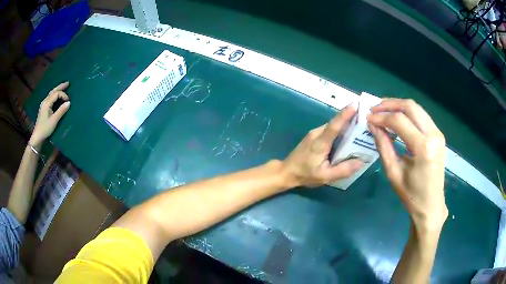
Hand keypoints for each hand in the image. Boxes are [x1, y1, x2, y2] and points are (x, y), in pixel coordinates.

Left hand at [30, 82, 70, 147]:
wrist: (37, 137)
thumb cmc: (45, 128)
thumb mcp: (54, 120)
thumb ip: (61, 111)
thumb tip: (69, 102)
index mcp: (47, 103)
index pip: (56, 94)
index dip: (63, 95)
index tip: (68, 101)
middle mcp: (45, 101)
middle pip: (53, 91)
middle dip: (60, 87)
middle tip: (68, 83)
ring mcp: (43, 104)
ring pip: (51, 94)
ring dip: (57, 90)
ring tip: (63, 88)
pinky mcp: (43, 108)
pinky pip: (50, 98)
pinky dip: (55, 95)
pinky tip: (57, 96)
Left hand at [282, 106, 363, 187]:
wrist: (287, 171)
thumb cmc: (306, 174)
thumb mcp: (325, 177)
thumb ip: (343, 170)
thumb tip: (361, 161)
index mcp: (320, 142)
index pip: (334, 125)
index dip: (345, 114)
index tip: (355, 105)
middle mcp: (317, 133)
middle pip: (336, 123)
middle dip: (351, 118)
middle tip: (366, 118)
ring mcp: (314, 133)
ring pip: (333, 126)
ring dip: (346, 125)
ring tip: (361, 127)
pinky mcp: (314, 135)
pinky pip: (329, 130)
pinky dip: (339, 130)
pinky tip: (347, 137)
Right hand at [367, 99, 447, 230]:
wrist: (431, 205)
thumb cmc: (411, 195)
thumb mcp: (394, 172)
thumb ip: (383, 146)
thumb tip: (373, 125)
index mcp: (423, 148)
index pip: (400, 121)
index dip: (382, 117)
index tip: (368, 117)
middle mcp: (433, 135)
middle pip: (410, 107)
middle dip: (390, 104)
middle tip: (374, 108)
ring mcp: (438, 133)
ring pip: (417, 108)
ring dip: (399, 106)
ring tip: (383, 111)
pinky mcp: (438, 135)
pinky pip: (421, 116)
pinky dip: (408, 114)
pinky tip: (397, 118)